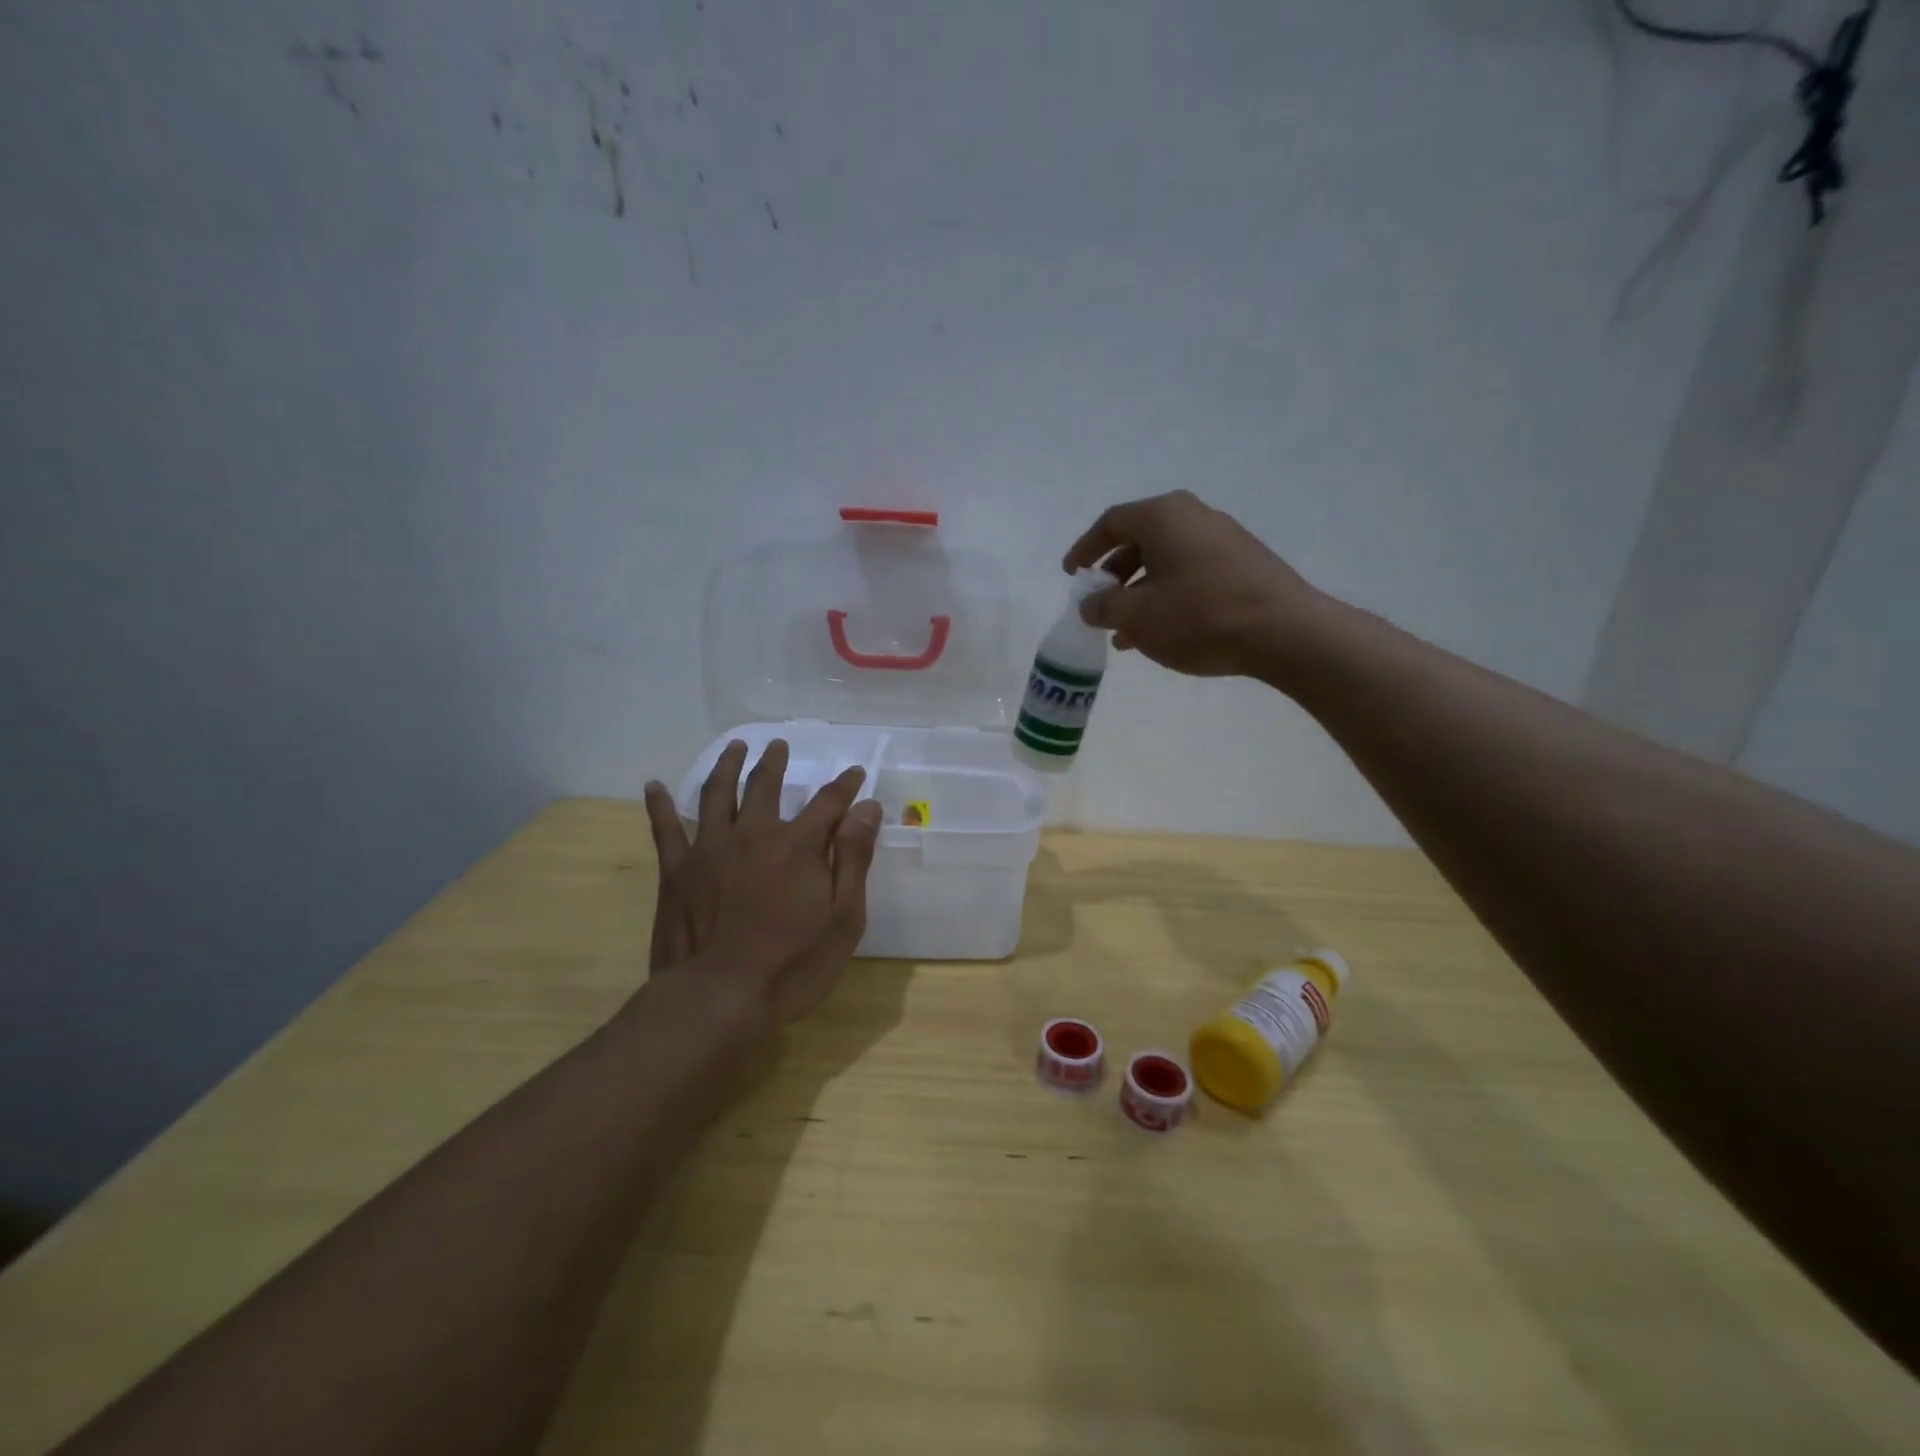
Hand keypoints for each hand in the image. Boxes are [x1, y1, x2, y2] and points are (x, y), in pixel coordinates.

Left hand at [642, 740, 881, 1027]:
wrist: (718, 998)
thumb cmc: (792, 964)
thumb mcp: (843, 918)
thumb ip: (853, 858)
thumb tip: (866, 808)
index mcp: (797, 845)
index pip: (828, 802)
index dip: (845, 786)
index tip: (855, 773)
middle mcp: (752, 834)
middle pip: (765, 786)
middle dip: (775, 762)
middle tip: (778, 745)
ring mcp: (709, 849)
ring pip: (717, 794)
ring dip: (727, 766)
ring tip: (734, 747)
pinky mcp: (675, 870)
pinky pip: (665, 828)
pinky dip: (658, 805)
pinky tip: (653, 786)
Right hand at [1063, 490, 1319, 680]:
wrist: (1284, 632)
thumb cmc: (1200, 616)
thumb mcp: (1137, 617)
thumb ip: (1104, 608)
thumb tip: (1091, 604)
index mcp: (1163, 516)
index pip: (1111, 523)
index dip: (1085, 549)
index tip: (1072, 575)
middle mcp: (1193, 516)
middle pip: (1140, 539)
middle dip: (1114, 575)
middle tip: (1100, 604)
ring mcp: (1223, 538)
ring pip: (1166, 561)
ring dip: (1140, 592)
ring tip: (1126, 630)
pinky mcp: (1244, 564)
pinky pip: (1191, 573)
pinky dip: (1168, 595)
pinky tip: (1163, 631)